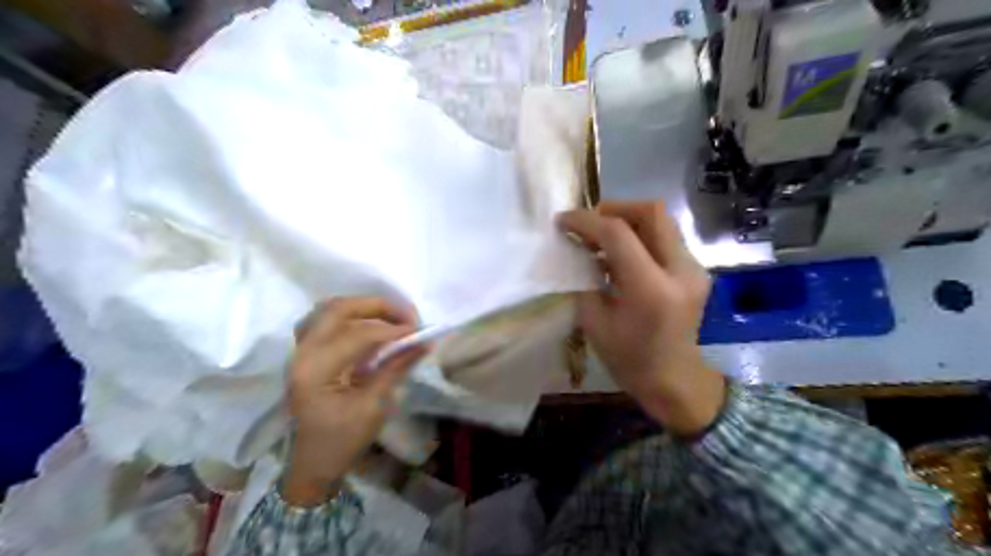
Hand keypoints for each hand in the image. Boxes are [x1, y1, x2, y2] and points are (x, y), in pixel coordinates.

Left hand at [281, 297, 422, 506]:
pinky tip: (367, 325)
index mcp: (316, 370)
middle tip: (406, 316)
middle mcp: (302, 353)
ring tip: (390, 317)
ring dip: (362, 307)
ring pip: (329, 310)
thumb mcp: (373, 407)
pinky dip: (349, 316)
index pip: (358, 335)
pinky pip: (325, 320)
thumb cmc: (342, 441)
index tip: (420, 332)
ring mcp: (300, 351)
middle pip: (338, 309)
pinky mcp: (305, 353)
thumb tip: (423, 343)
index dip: (392, 329)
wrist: (312, 464)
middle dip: (377, 306)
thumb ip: (395, 368)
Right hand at [556, 201, 726, 435]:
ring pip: (661, 221)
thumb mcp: (594, 322)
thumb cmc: (628, 360)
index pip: (618, 234)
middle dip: (614, 208)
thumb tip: (576, 248)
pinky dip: (639, 236)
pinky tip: (621, 254)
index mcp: (651, 290)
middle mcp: (680, 271)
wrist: (674, 380)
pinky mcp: (695, 270)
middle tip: (589, 222)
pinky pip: (665, 238)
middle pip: (651, 213)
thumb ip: (584, 278)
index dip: (587, 221)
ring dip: (627, 220)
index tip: (563, 220)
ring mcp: (694, 269)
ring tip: (601, 237)